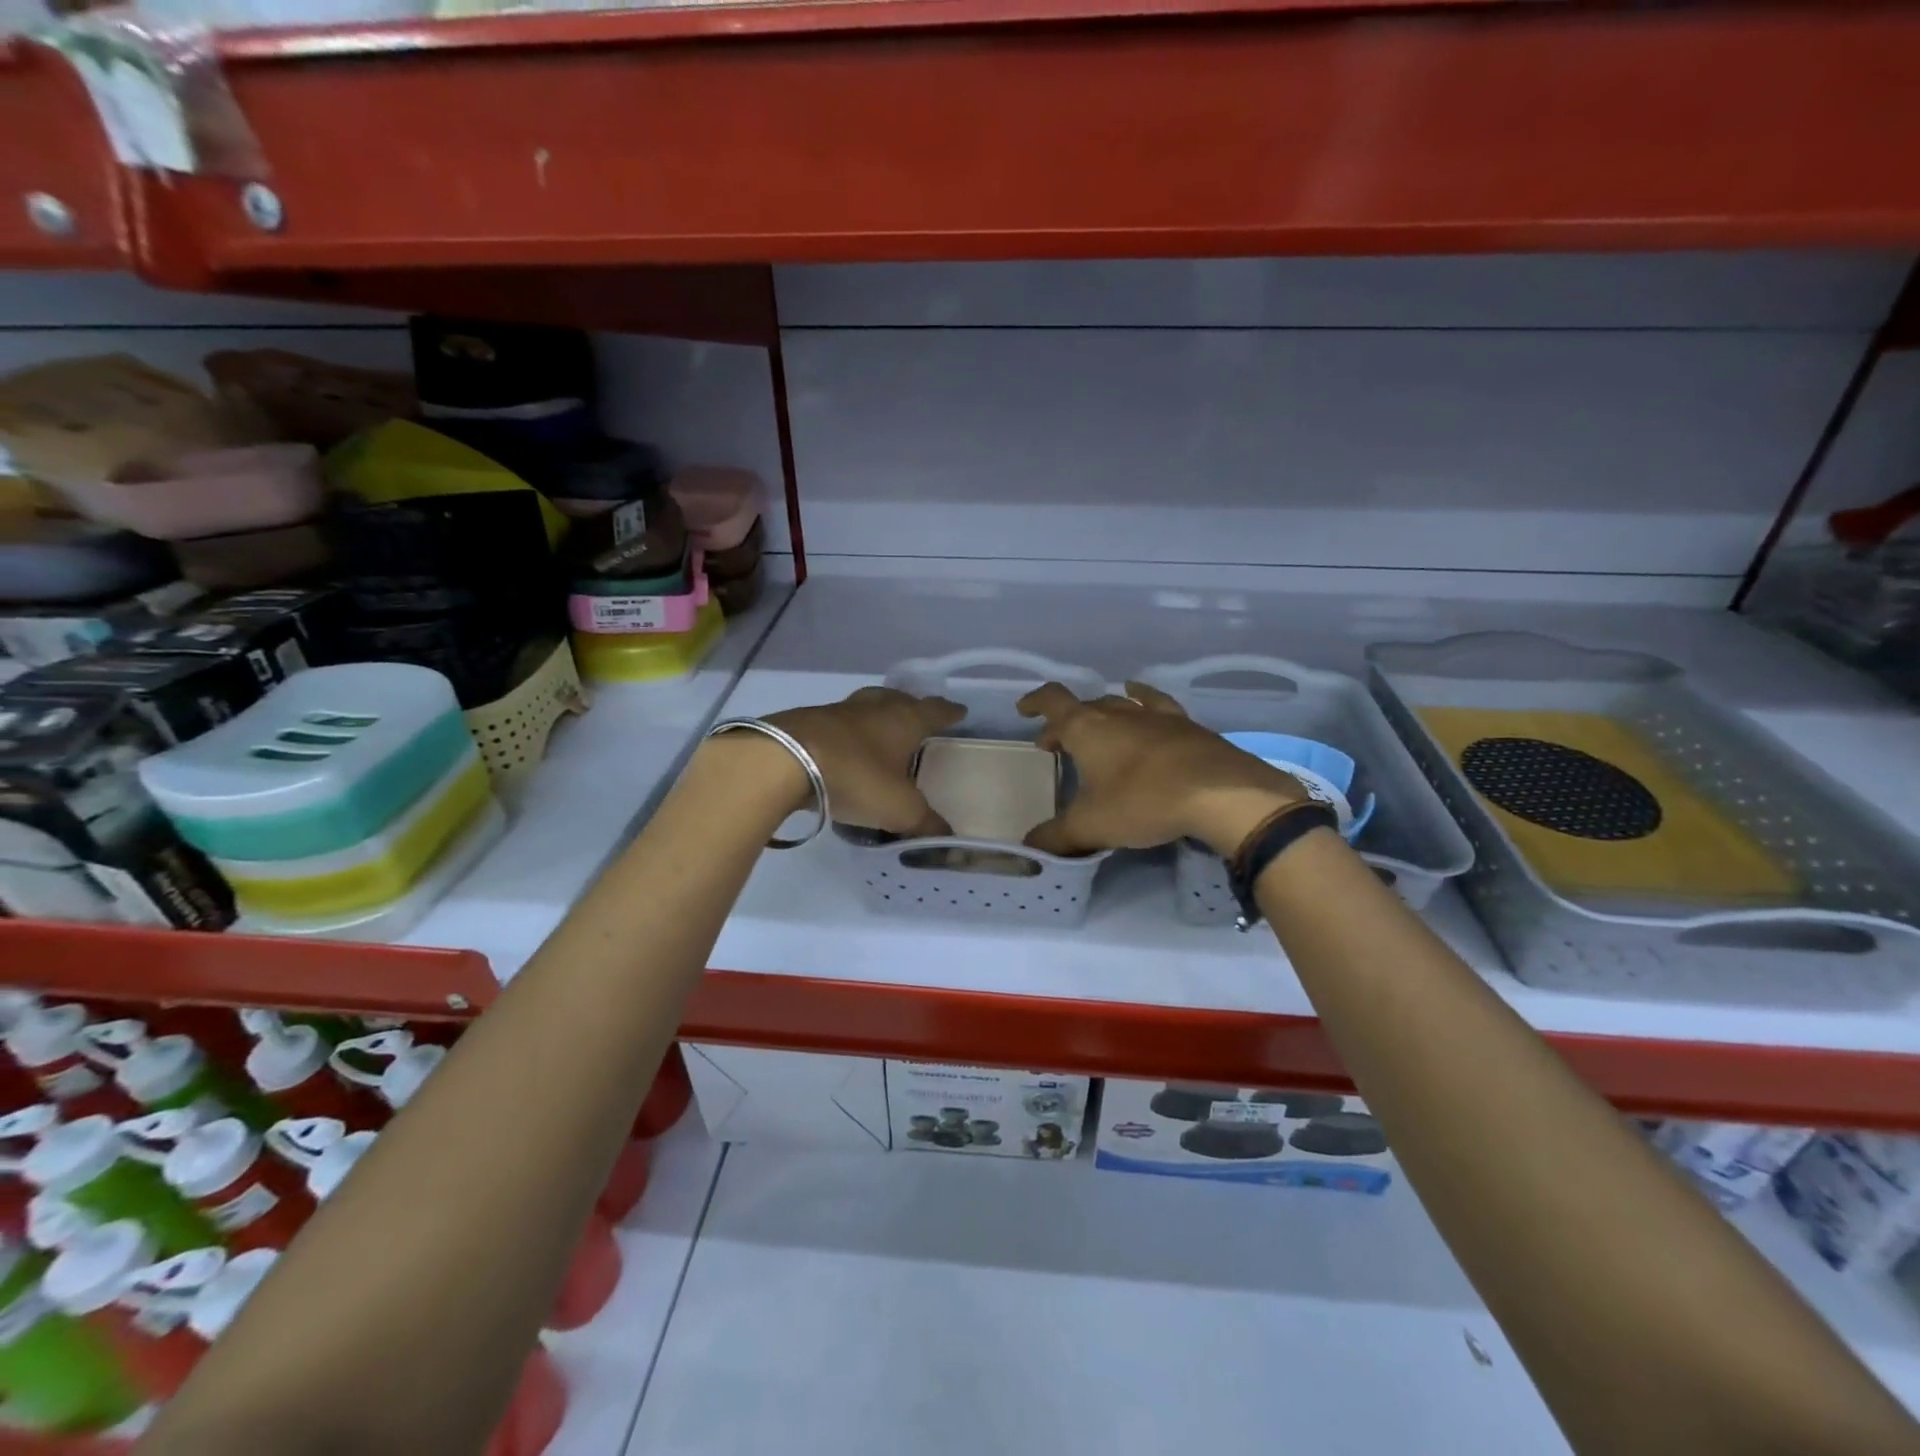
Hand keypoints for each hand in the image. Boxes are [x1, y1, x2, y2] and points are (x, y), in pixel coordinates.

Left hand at [766, 688, 963, 835]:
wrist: (784, 761)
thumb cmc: (856, 777)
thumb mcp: (899, 809)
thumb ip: (925, 823)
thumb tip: (948, 836)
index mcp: (904, 720)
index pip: (935, 711)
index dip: (949, 713)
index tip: (959, 712)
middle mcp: (874, 708)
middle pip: (899, 699)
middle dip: (912, 706)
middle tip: (919, 716)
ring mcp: (838, 711)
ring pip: (866, 707)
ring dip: (877, 716)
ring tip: (881, 731)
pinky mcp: (807, 721)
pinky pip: (837, 722)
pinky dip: (847, 732)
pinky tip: (844, 748)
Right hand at [1018, 681, 1307, 856]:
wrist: (1220, 794)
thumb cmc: (1144, 802)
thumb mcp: (1092, 826)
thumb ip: (1057, 837)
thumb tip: (1029, 848)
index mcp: (1088, 729)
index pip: (1053, 702)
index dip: (1036, 703)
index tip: (1024, 711)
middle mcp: (1119, 714)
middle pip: (1085, 707)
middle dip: (1066, 723)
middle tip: (1056, 744)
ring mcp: (1156, 717)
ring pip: (1120, 704)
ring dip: (1102, 713)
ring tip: (1098, 724)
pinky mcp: (1188, 727)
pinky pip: (1157, 705)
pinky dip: (1142, 701)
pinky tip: (1143, 702)